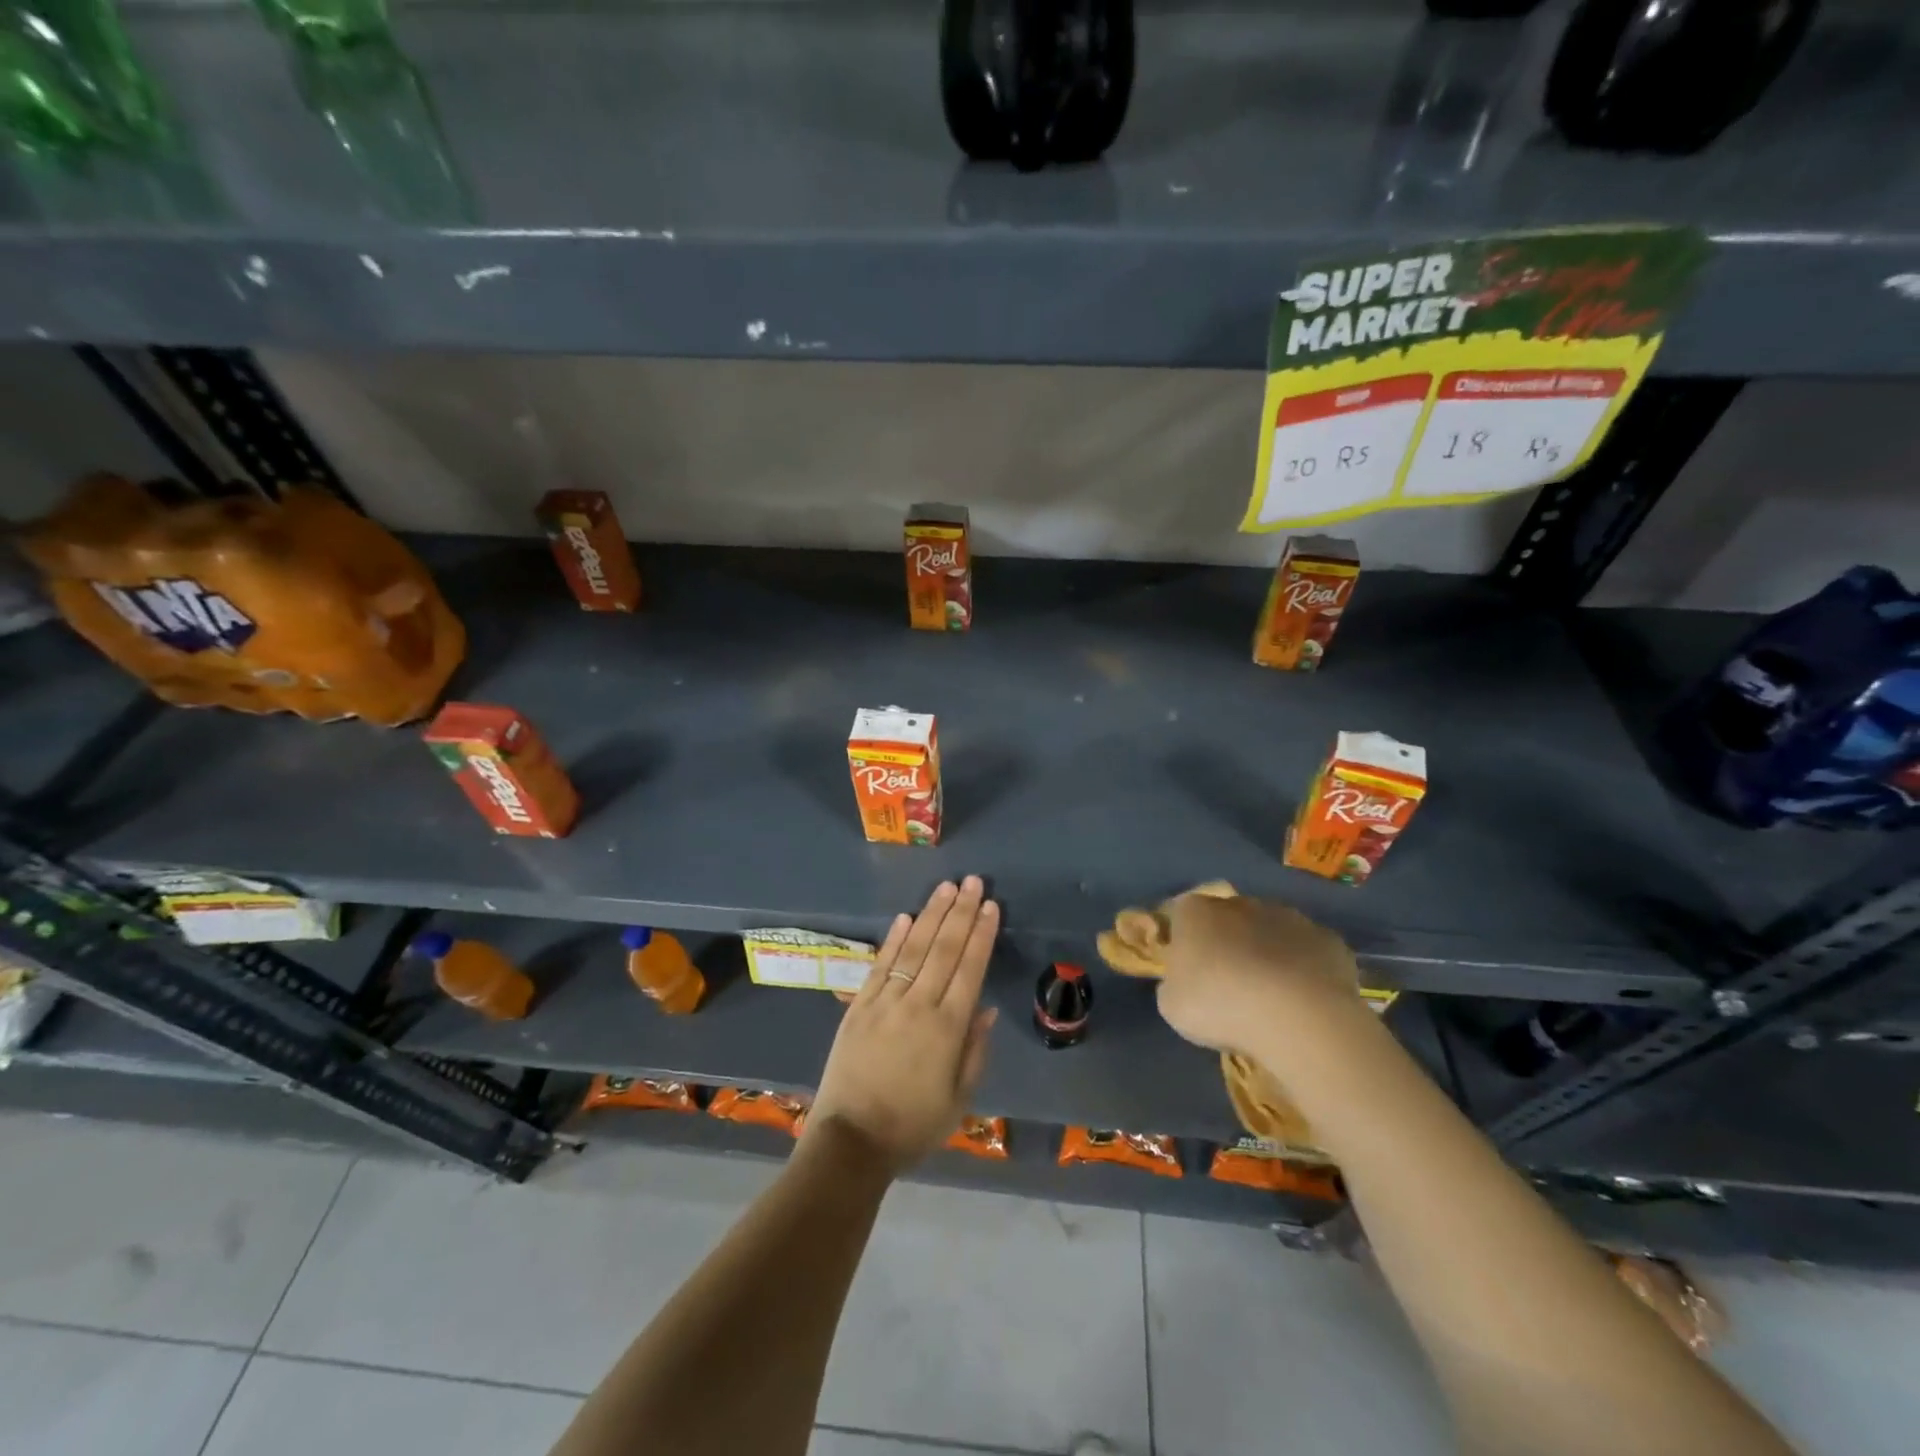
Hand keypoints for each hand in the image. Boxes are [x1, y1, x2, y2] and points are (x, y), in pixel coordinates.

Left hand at [804, 877, 999, 1173]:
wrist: (852, 1142)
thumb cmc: (913, 1126)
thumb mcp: (959, 1099)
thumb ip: (975, 1051)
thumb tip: (986, 1008)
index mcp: (948, 1028)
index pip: (970, 969)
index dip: (982, 935)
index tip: (991, 906)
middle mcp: (918, 1005)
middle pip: (944, 949)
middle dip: (961, 912)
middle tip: (973, 881)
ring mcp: (885, 1002)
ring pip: (913, 948)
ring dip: (931, 915)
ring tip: (946, 887)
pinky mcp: (859, 1006)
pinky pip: (880, 965)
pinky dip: (893, 939)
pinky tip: (906, 916)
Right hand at [1155, 892, 1360, 1053]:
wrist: (1296, 1017)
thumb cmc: (1220, 1006)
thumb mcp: (1172, 1005)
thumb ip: (1174, 983)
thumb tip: (1184, 980)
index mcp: (1195, 911)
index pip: (1182, 915)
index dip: (1185, 942)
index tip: (1190, 971)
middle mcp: (1240, 903)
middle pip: (1228, 919)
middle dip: (1228, 944)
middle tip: (1230, 985)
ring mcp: (1288, 917)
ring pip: (1271, 931)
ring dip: (1268, 954)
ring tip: (1271, 997)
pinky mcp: (1328, 939)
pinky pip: (1308, 952)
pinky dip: (1304, 969)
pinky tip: (1304, 1000)